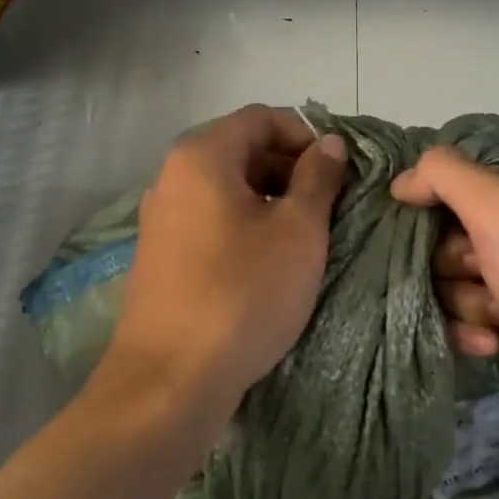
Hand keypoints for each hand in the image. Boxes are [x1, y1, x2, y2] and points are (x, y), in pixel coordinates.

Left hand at [106, 105, 348, 410]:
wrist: (169, 380)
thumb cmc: (242, 293)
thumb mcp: (297, 231)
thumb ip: (317, 178)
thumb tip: (328, 142)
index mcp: (202, 156)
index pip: (261, 118)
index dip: (305, 136)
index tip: (338, 172)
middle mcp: (172, 177)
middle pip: (241, 150)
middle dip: (289, 169)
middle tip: (328, 207)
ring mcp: (161, 218)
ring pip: (226, 189)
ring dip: (270, 200)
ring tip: (304, 237)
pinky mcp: (160, 255)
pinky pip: (210, 220)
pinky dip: (244, 226)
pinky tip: (268, 262)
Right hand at [391, 146, 498, 460]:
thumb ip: (446, 176)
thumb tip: (403, 182)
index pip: (453, 183)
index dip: (433, 207)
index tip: (425, 231)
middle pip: (447, 237)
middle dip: (452, 263)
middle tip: (479, 275)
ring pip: (452, 282)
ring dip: (466, 303)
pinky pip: (467, 319)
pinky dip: (474, 332)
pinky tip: (497, 346)